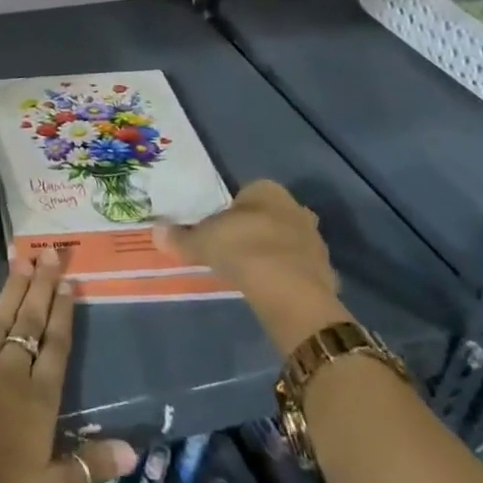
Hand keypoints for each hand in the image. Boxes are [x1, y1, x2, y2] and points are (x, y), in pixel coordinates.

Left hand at [0, 248, 136, 482]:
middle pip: (30, 322)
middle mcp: (11, 371)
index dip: (63, 312)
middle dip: (41, 286)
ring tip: (21, 259)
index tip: (68, 282)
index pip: (56, 346)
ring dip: (12, 289)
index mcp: (39, 398)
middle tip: (49, 253)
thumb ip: (90, 465)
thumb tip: (133, 451)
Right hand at [154, 180, 348, 354]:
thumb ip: (180, 237)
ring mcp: (315, 240)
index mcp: (267, 190)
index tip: (219, 228)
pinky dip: (287, 276)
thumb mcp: (201, 241)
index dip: (232, 210)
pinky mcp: (326, 271)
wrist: (289, 291)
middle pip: (271, 215)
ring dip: (274, 252)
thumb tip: (156, 231)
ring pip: (288, 241)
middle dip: (256, 228)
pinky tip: (271, 289)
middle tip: (234, 248)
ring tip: (251, 272)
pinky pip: (299, 268)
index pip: (248, 192)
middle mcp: (296, 208)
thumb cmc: (241, 249)